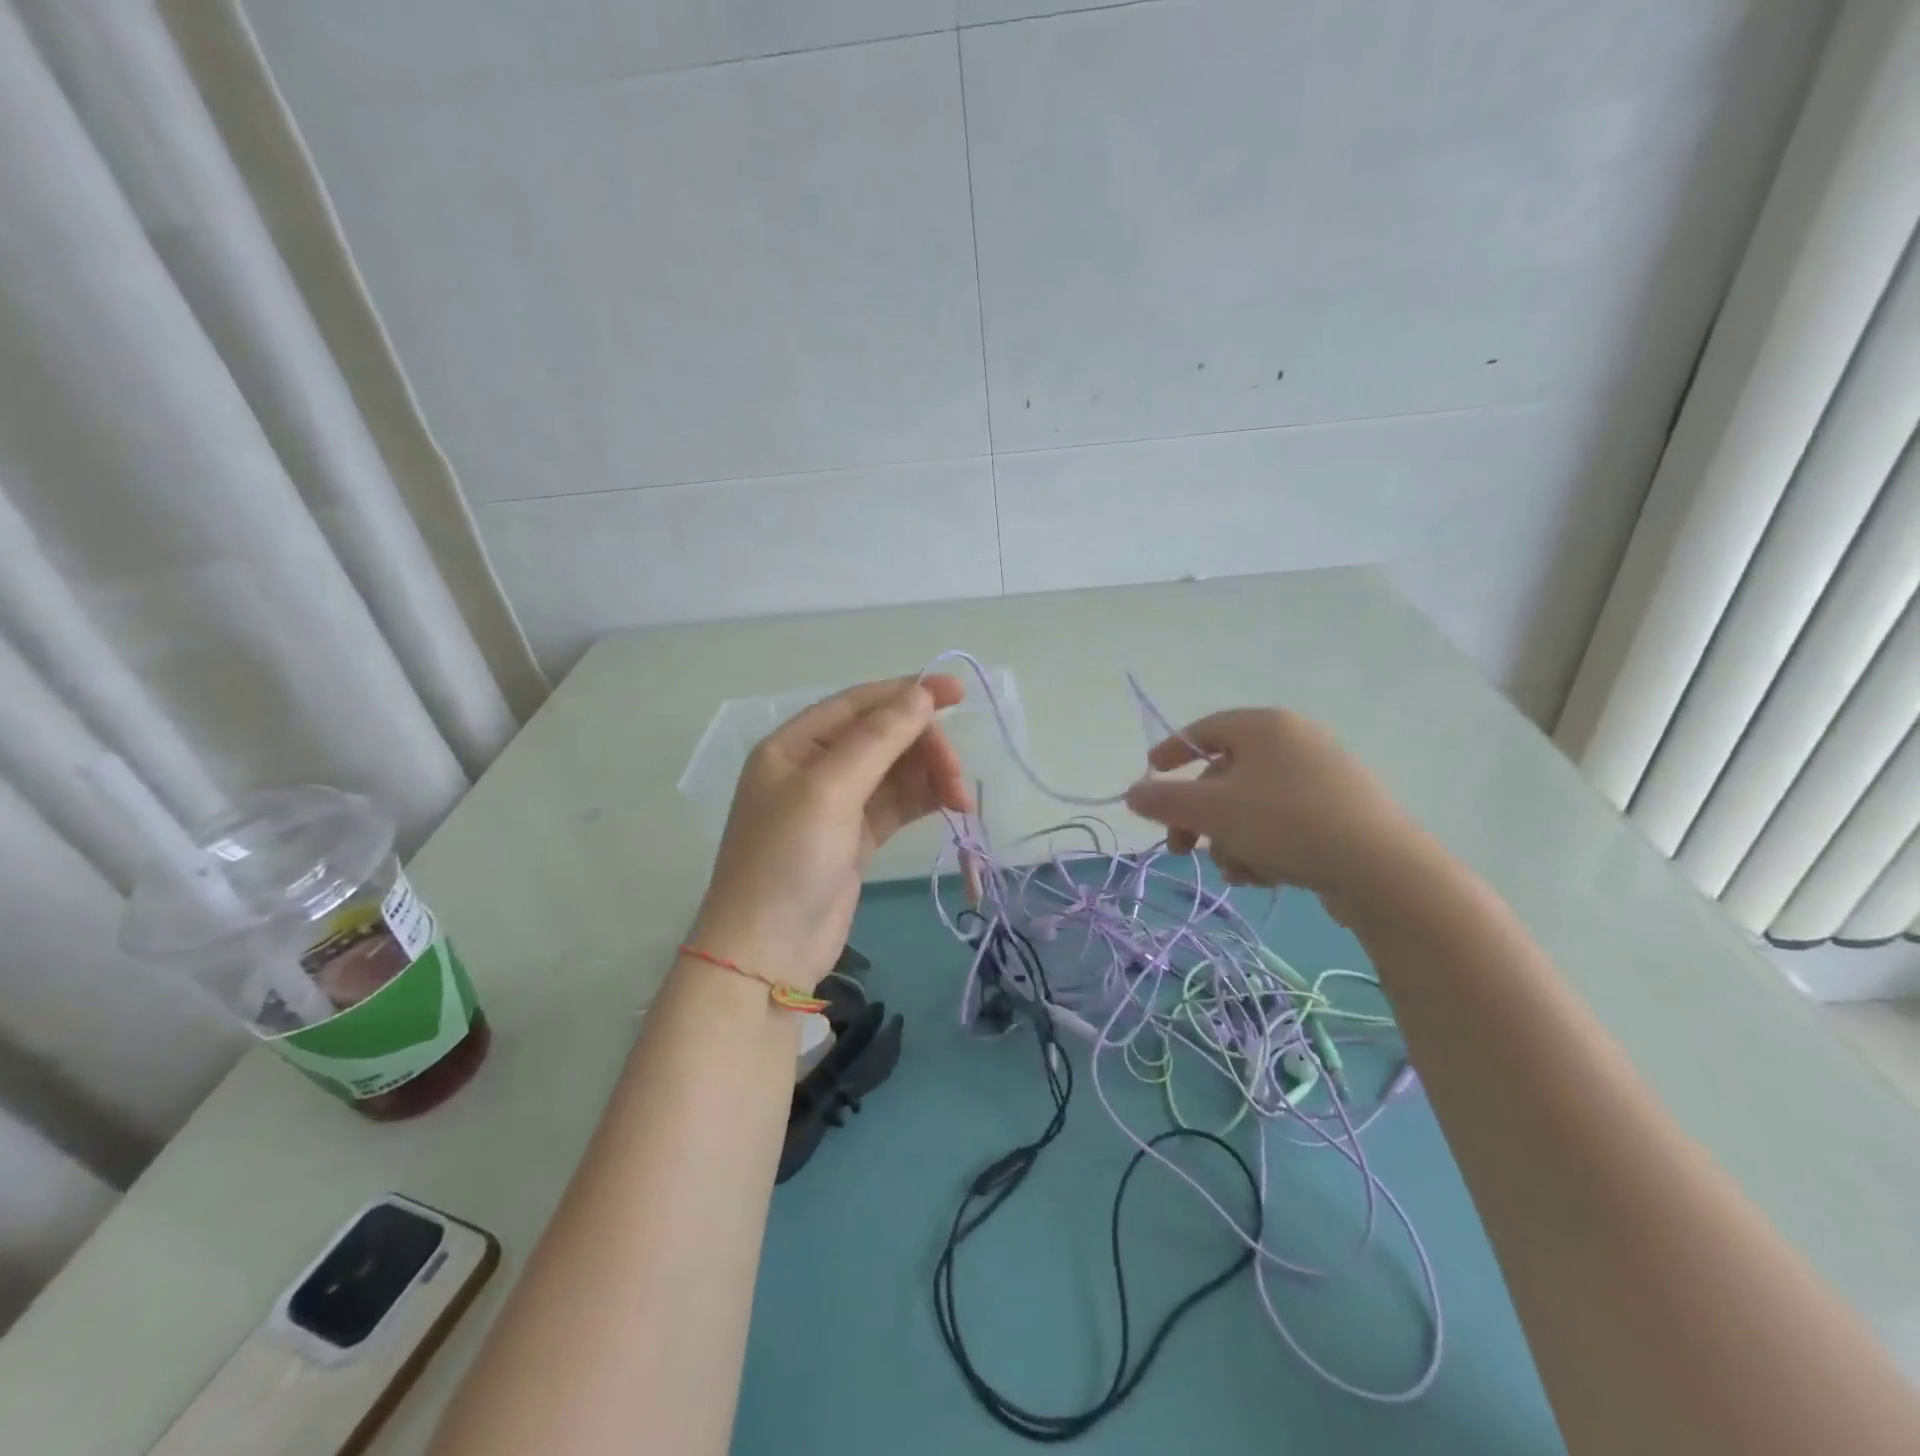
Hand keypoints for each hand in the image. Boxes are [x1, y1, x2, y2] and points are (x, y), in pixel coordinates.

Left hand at [689, 676, 971, 990]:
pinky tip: (951, 806)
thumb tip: (920, 694)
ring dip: (930, 775)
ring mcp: (836, 804)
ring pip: (895, 771)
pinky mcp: (855, 837)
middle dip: (924, 747)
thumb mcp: (830, 791)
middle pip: (882, 736)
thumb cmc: (788, 860)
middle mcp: (814, 767)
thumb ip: (878, 739)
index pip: (858, 703)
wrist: (767, 953)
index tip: (957, 693)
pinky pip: (897, 803)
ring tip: (960, 800)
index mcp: (794, 745)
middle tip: (957, 776)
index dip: (907, 693)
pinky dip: (924, 799)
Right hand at [1124, 708, 1420, 913]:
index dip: (1171, 753)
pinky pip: (1284, 822)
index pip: (1205, 729)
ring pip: (1252, 806)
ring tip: (1237, 872)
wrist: (1382, 870)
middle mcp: (1295, 742)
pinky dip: (1264, 847)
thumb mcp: (1213, 811)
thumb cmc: (1286, 823)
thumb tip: (1133, 793)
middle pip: (1226, 775)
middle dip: (1199, 817)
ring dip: (1231, 840)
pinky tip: (1265, 878)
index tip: (1149, 776)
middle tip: (1180, 849)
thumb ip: (1165, 800)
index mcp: (1265, 727)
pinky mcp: (1341, 812)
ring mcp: (1323, 777)